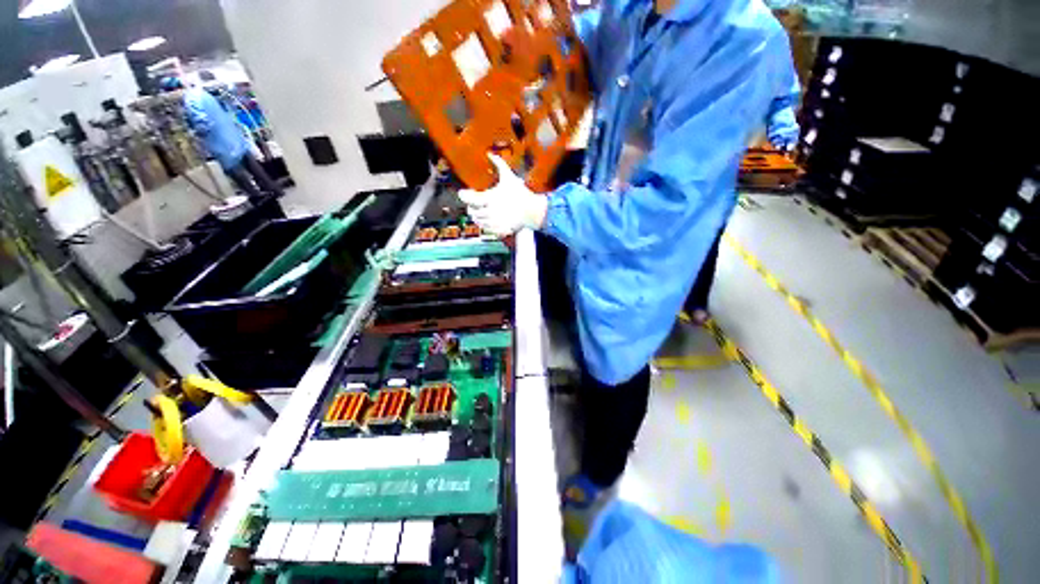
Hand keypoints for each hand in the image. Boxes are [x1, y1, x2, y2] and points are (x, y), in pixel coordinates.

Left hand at [458, 155, 547, 235]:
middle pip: (471, 211)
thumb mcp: (509, 176)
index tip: (463, 193)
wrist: (532, 211)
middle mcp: (490, 211)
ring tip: (478, 211)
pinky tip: (485, 220)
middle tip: (471, 203)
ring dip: (476, 216)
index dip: (463, 195)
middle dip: (470, 206)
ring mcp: (494, 222)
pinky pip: (486, 229)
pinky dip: (483, 224)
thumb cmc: (520, 193)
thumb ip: (499, 164)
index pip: (468, 199)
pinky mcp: (498, 230)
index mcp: (489, 198)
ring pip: (478, 221)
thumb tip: (489, 153)